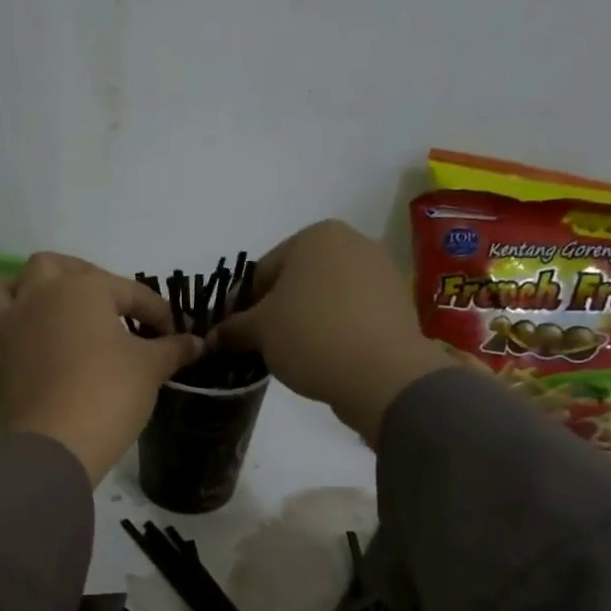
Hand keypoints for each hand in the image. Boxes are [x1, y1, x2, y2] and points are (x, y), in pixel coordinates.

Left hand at [0, 253, 202, 484]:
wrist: (62, 442)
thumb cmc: (111, 392)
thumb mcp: (151, 368)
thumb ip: (172, 349)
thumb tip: (197, 343)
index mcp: (81, 289)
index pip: (127, 291)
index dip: (154, 309)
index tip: (172, 332)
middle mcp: (38, 298)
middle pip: (49, 266)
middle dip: (75, 276)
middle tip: (99, 304)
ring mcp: (7, 331)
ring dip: (9, 295)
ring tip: (34, 310)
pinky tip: (0, 353)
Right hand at [214, 220, 451, 439]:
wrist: (383, 374)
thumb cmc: (311, 336)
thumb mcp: (259, 332)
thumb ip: (233, 330)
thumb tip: (212, 338)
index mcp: (315, 236)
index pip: (261, 272)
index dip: (244, 306)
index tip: (238, 336)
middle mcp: (352, 242)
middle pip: (296, 281)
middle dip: (277, 312)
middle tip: (265, 346)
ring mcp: (381, 272)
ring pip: (325, 298)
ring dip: (306, 321)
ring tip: (296, 355)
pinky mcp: (398, 303)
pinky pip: (352, 314)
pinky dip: (335, 330)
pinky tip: (326, 357)